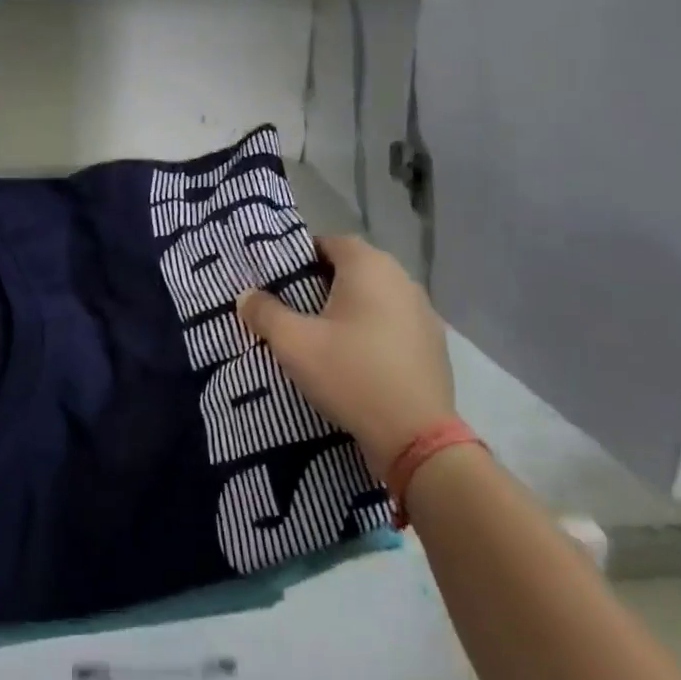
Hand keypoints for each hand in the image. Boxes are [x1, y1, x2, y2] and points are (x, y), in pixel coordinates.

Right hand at [238, 235, 454, 475]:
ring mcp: (423, 311)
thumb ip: (265, 313)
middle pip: (354, 267)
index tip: (281, 282)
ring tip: (325, 335)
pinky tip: (358, 358)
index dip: (302, 258)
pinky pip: (394, 322)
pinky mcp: (434, 343)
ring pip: (376, 296)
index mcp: (368, 266)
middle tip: (296, 309)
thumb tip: (246, 295)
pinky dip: (374, 330)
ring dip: (351, 307)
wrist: (417, 437)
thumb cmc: (351, 375)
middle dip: (324, 283)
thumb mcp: (294, 344)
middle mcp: (401, 278)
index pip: (329, 242)